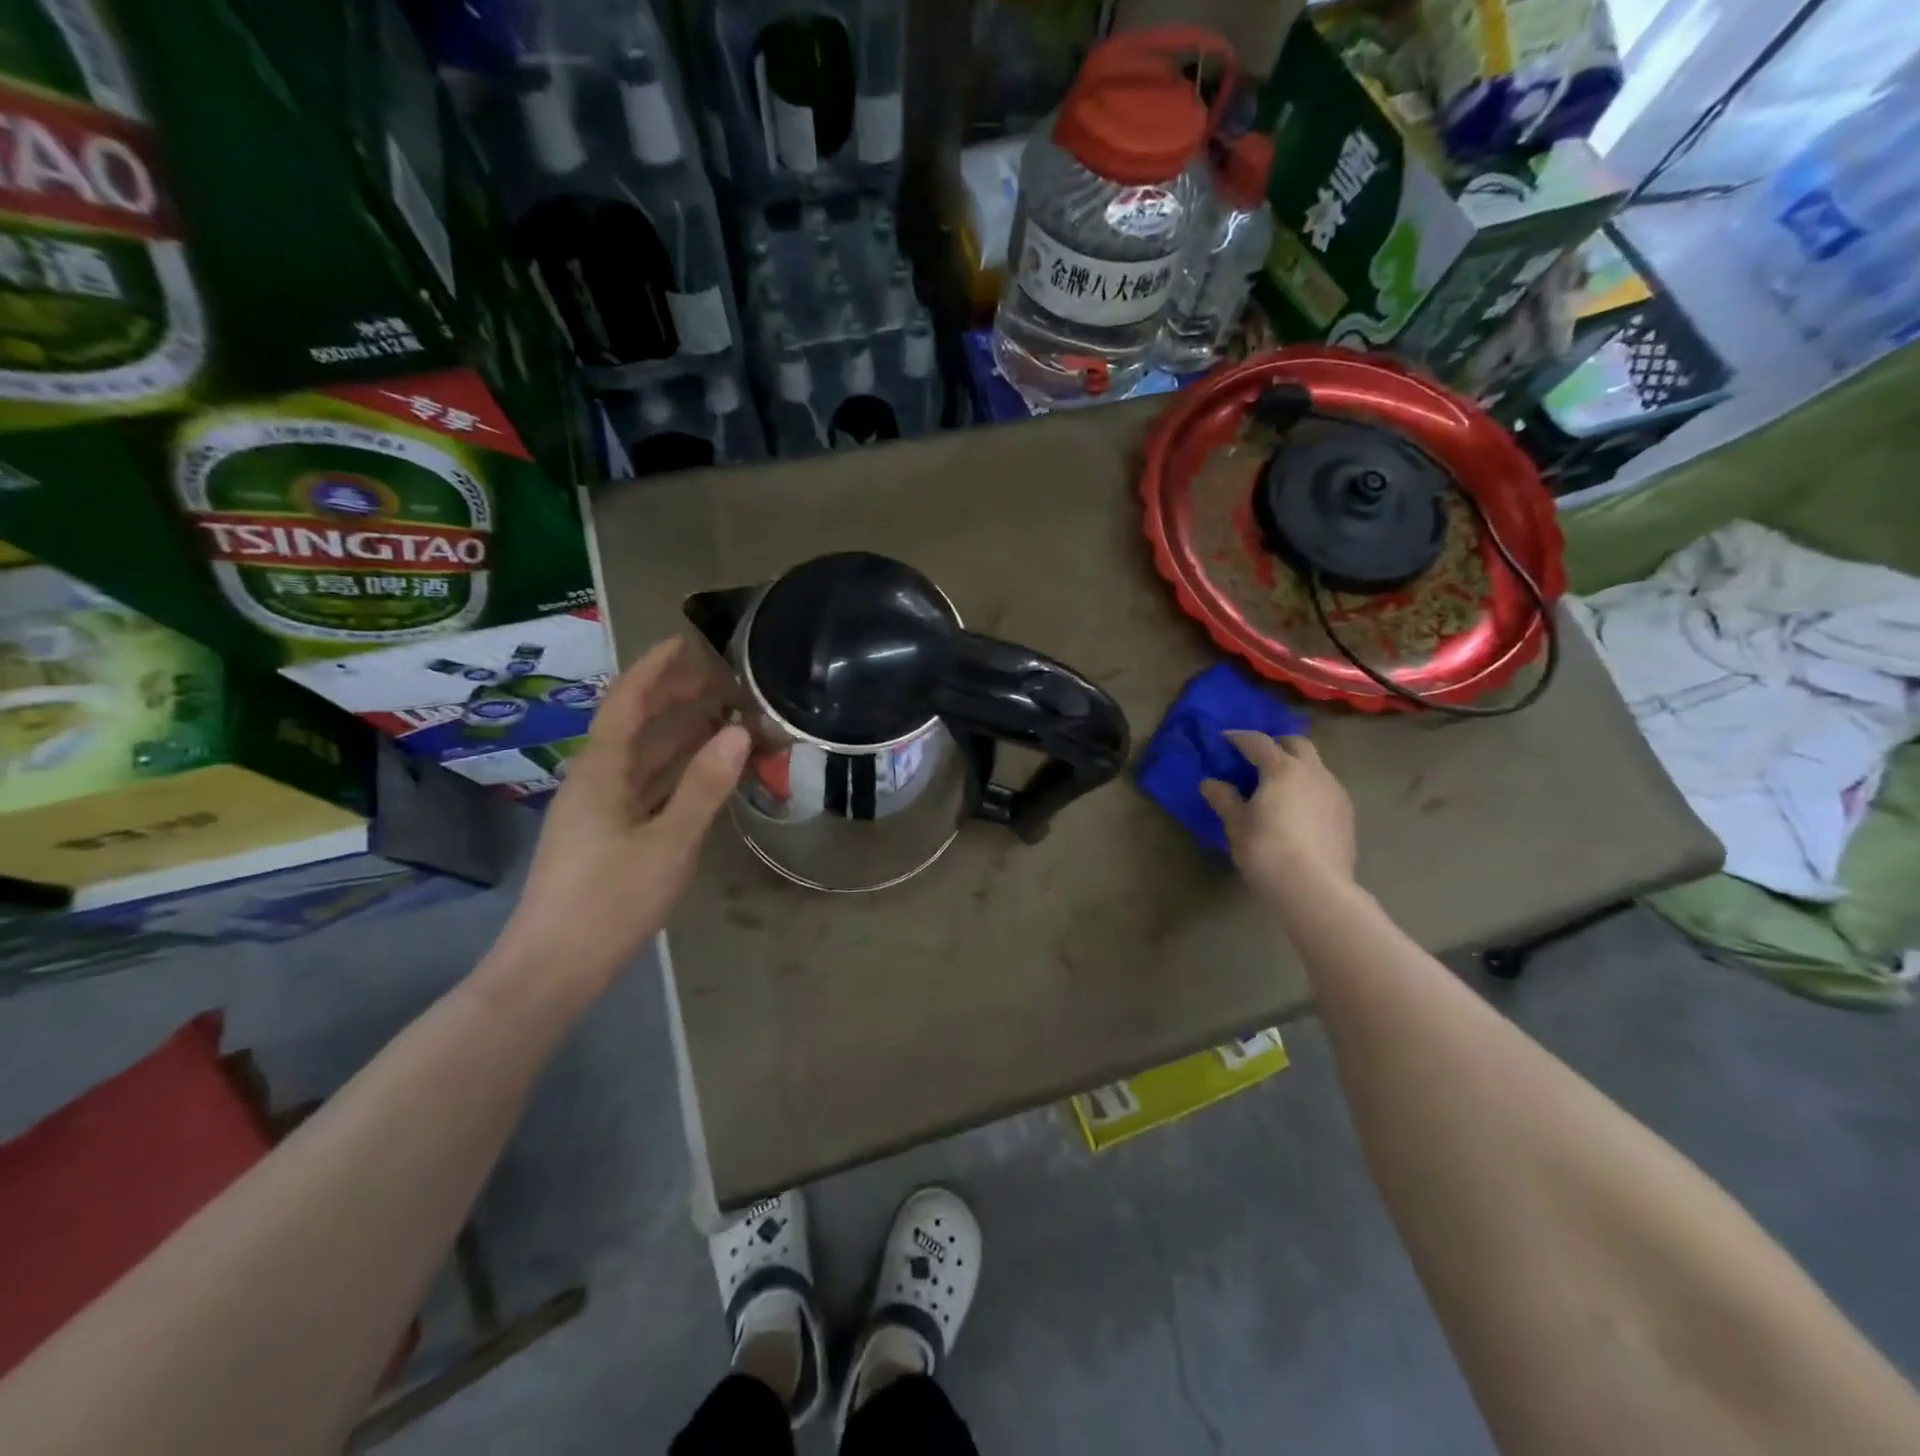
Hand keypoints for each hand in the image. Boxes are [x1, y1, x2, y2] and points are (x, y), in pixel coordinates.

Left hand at [489, 638, 749, 997]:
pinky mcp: (606, 837)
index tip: (686, 642)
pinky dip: (675, 771)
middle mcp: (595, 782)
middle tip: (720, 680)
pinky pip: (645, 787)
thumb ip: (704, 786)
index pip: (627, 703)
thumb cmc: (609, 900)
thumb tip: (739, 733)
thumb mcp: (668, 842)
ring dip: (678, 735)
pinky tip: (701, 774)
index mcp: (601, 772)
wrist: (553, 968)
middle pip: (634, 725)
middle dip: (672, 698)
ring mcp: (598, 811)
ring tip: (722, 718)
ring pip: (641, 758)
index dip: (655, 669)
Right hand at [1201, 732, 1355, 906]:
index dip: (1239, 738)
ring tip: (1277, 786)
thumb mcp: (1236, 825)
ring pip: (1315, 766)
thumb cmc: (1268, 851)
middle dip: (1276, 744)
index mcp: (1282, 769)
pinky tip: (1297, 809)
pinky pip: (1325, 788)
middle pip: (1296, 744)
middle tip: (1256, 758)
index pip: (1258, 742)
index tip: (1224, 739)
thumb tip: (1210, 783)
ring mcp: (1335, 792)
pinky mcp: (1347, 814)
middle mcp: (1313, 772)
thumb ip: (1224, 799)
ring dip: (1296, 766)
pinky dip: (1308, 787)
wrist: (1316, 889)